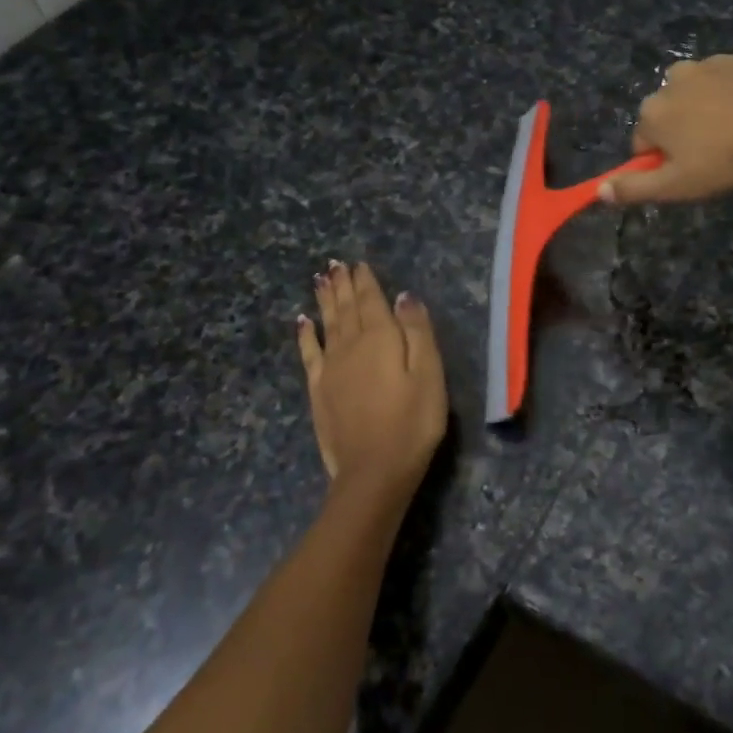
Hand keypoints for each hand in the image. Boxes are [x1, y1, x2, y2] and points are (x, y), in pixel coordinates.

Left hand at [296, 261, 447, 498]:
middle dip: (343, 285)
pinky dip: (306, 334)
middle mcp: (350, 345)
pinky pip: (309, 352)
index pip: (372, 300)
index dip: (366, 281)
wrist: (374, 470)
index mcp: (381, 338)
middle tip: (335, 264)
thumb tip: (403, 296)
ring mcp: (330, 368)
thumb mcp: (430, 374)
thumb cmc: (413, 422)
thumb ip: (417, 332)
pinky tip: (302, 322)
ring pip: (327, 324)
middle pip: (346, 308)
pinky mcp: (319, 390)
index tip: (358, 263)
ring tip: (320, 279)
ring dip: (324, 300)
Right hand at [599, 50, 732, 205]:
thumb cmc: (725, 159)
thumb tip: (599, 191)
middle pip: (670, 112)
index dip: (662, 161)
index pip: (644, 142)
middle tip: (715, 154)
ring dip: (711, 109)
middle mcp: (673, 79)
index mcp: (653, 110)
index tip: (688, 172)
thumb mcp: (676, 185)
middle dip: (684, 130)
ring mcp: (711, 63)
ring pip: (700, 93)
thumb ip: (634, 188)